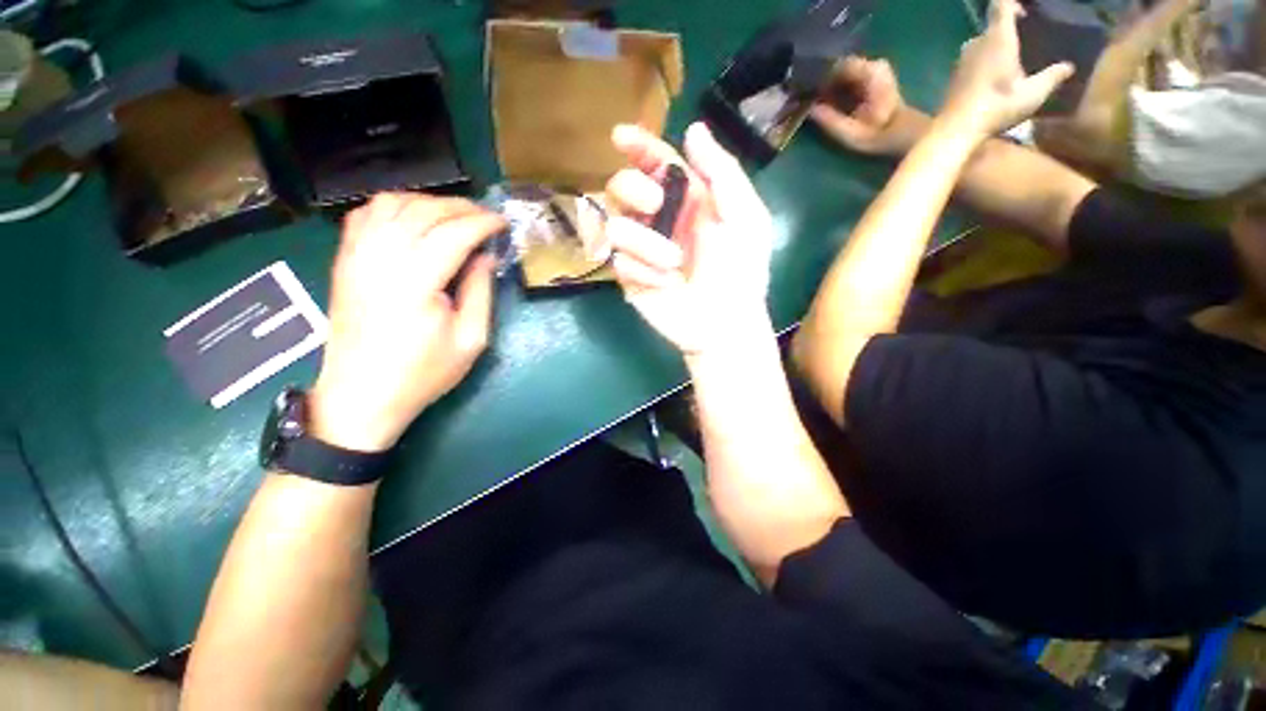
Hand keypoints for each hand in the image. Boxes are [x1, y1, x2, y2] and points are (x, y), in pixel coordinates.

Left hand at [309, 195, 504, 452]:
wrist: (362, 394)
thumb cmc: (423, 373)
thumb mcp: (470, 340)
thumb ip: (480, 292)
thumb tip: (486, 256)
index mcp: (416, 283)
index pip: (453, 234)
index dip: (483, 223)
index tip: (503, 223)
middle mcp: (381, 260)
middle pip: (424, 212)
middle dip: (461, 207)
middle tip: (485, 217)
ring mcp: (356, 256)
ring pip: (391, 204)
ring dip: (428, 202)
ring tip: (453, 216)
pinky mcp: (344, 261)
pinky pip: (365, 215)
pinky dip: (393, 206)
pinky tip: (413, 219)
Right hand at [604, 122, 774, 359]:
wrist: (726, 323)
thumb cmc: (742, 271)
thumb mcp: (745, 218)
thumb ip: (722, 173)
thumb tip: (692, 129)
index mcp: (688, 201)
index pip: (656, 164)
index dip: (639, 146)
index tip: (621, 137)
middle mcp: (660, 219)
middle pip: (622, 187)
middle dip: (635, 188)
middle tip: (656, 203)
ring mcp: (642, 250)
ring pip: (614, 224)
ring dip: (644, 242)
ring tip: (674, 264)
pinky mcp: (630, 278)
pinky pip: (618, 261)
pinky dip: (642, 271)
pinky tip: (665, 284)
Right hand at [810, 57, 921, 155]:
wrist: (901, 134)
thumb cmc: (877, 136)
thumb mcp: (850, 133)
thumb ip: (830, 120)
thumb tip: (809, 109)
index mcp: (870, 74)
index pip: (837, 66)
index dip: (819, 79)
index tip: (804, 92)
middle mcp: (873, 64)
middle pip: (839, 66)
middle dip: (822, 81)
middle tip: (806, 98)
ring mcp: (874, 68)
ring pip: (842, 71)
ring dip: (827, 85)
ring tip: (814, 100)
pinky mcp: (872, 75)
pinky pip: (848, 76)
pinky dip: (835, 86)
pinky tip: (826, 100)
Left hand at [941, 0, 1073, 136]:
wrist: (955, 130)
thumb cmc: (997, 107)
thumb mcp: (1032, 94)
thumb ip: (1051, 77)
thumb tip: (1069, 67)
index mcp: (997, 39)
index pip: (1001, 6)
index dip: (1012, 4)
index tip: (1025, 14)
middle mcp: (976, 44)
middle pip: (991, 28)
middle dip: (1006, 33)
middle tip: (1022, 45)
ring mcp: (961, 61)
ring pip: (980, 46)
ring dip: (993, 50)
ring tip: (1008, 63)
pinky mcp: (952, 77)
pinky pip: (970, 62)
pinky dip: (982, 65)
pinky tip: (991, 79)